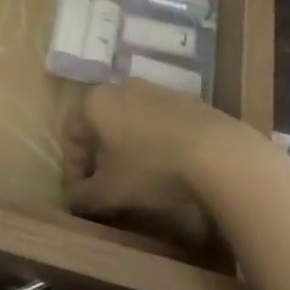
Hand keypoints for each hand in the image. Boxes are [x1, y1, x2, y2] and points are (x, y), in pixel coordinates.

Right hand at [62, 82, 276, 233]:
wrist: (219, 152)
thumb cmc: (151, 167)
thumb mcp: (111, 191)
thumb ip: (85, 197)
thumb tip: (73, 202)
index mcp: (94, 102)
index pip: (70, 134)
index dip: (72, 168)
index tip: (82, 195)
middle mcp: (119, 87)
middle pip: (98, 124)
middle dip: (98, 155)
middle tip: (106, 185)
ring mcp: (154, 90)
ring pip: (128, 120)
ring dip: (126, 148)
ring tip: (138, 178)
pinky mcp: (184, 99)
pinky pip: (156, 121)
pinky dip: (153, 142)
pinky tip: (167, 166)